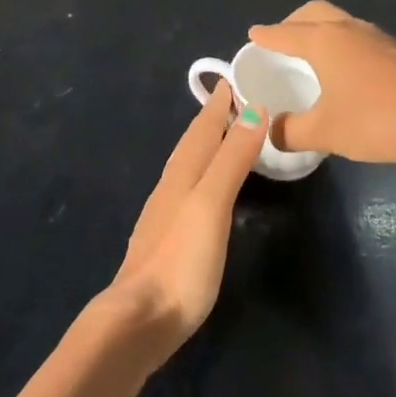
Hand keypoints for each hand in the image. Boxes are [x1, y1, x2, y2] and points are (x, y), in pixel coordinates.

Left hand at [105, 82, 267, 364]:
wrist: (140, 320)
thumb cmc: (181, 260)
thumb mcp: (212, 204)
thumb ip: (232, 158)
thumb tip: (255, 108)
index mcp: (182, 172)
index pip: (204, 126)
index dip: (220, 101)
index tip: (236, 76)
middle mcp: (170, 185)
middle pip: (193, 141)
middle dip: (213, 117)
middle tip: (237, 97)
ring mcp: (165, 213)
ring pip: (189, 164)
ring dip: (208, 144)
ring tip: (228, 133)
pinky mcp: (167, 238)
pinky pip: (189, 188)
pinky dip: (203, 172)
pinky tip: (207, 187)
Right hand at [249, 1, 395, 164]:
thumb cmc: (377, 119)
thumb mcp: (325, 132)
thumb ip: (291, 131)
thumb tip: (272, 132)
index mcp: (325, 41)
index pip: (285, 33)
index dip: (267, 36)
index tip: (253, 35)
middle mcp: (349, 30)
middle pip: (315, 13)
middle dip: (294, 23)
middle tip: (282, 41)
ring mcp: (379, 39)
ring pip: (341, 24)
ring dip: (322, 32)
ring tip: (313, 56)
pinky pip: (360, 39)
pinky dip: (343, 46)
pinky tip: (347, 72)